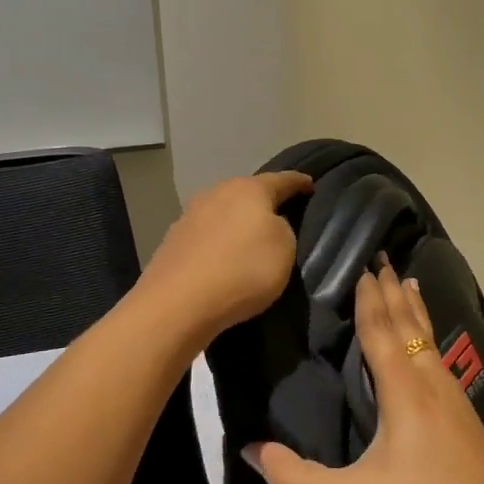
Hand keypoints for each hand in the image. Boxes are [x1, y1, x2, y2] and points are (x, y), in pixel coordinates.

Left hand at [140, 171, 311, 343]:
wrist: (179, 303)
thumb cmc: (243, 270)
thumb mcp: (285, 249)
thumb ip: (283, 229)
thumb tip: (268, 225)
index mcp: (249, 189)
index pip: (282, 180)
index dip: (299, 183)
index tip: (310, 185)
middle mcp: (217, 193)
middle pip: (247, 192)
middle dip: (263, 202)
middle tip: (280, 216)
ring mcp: (190, 215)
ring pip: (223, 212)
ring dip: (236, 222)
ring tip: (248, 240)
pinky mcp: (173, 240)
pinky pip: (206, 235)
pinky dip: (217, 242)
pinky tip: (222, 257)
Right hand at [243, 260, 483, 483]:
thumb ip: (299, 480)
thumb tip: (250, 451)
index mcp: (404, 390)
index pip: (380, 332)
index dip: (368, 299)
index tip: (362, 265)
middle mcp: (430, 382)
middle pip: (408, 325)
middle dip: (392, 292)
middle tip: (383, 258)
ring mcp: (454, 397)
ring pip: (429, 338)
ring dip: (414, 309)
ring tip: (409, 282)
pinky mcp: (467, 415)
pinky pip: (440, 357)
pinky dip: (430, 335)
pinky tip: (432, 348)